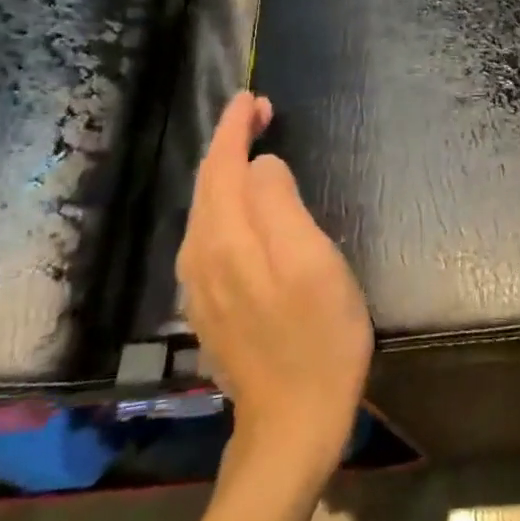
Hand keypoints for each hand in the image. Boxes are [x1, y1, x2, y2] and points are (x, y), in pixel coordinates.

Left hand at [179, 92, 374, 477]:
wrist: (293, 422)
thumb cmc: (319, 337)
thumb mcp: (312, 262)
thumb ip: (280, 205)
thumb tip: (263, 165)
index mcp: (225, 239)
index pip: (221, 165)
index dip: (234, 128)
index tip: (253, 98)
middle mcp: (200, 256)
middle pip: (208, 184)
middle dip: (229, 142)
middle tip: (261, 113)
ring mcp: (200, 285)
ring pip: (206, 210)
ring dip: (227, 171)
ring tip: (256, 147)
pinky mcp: (210, 306)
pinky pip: (210, 234)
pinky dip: (226, 203)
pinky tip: (246, 204)